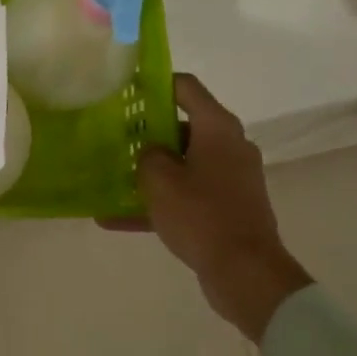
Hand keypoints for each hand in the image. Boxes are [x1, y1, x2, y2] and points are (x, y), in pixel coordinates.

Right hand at [101, 73, 311, 341]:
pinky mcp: (227, 208)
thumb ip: (148, 155)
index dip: (155, 83)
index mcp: (218, 128)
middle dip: (147, 133)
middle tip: (113, 137)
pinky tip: (115, 219)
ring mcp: (230, 179)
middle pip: (183, 127)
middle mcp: (229, 147)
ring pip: (182, 165)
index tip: (126, 89)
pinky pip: (186, 196)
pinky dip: (157, 204)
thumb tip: (152, 152)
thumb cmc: (201, 214)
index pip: (186, 88)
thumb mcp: (159, 180)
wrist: (245, 272)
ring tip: (111, 177)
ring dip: (150, 171)